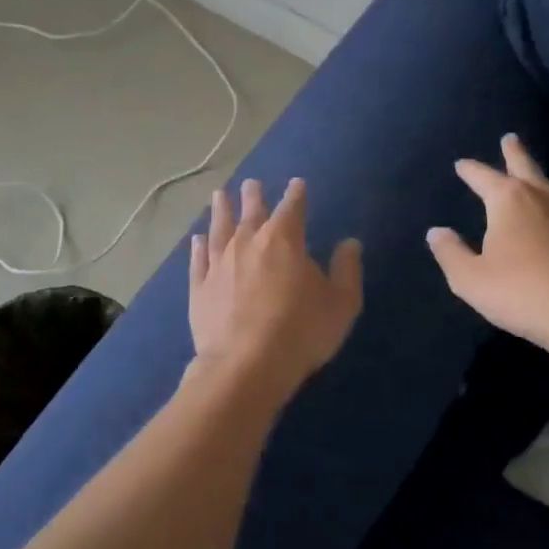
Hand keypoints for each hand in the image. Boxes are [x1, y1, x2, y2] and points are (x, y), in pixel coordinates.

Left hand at [190, 178, 362, 391]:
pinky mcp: (199, 287)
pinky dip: (198, 247)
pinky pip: (198, 260)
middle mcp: (248, 242)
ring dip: (221, 210)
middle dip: (254, 195)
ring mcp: (219, 264)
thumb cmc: (301, 331)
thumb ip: (346, 270)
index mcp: (284, 240)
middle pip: (251, 211)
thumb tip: (350, 243)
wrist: (245, 365)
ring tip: (219, 195)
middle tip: (251, 183)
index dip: (297, 194)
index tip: (297, 183)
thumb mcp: (340, 303)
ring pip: (219, 228)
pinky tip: (197, 239)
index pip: (293, 208)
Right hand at [427, 134, 548, 365]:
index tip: (461, 164)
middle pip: (525, 165)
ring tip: (531, 177)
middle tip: (510, 139)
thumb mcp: (470, 279)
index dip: (470, 170)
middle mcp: (542, 196)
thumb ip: (450, 252)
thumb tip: (437, 232)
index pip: (483, 176)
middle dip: (514, 152)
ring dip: (537, 177)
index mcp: (509, 200)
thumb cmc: (521, 293)